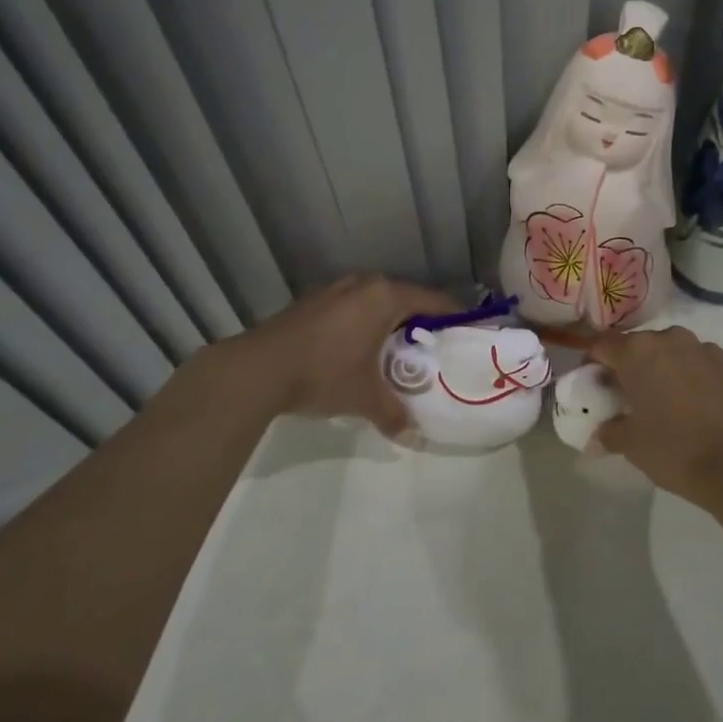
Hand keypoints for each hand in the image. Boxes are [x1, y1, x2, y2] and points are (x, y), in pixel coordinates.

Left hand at [229, 274, 459, 433]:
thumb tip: (414, 437)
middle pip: (404, 299)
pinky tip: (357, 351)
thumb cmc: (324, 373)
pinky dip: (361, 324)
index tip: (465, 333)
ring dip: (387, 323)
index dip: (453, 317)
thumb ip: (394, 413)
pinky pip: (351, 308)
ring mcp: (334, 290)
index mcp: (385, 296)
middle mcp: (363, 284)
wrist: (257, 369)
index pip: (433, 300)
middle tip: (430, 351)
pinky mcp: (312, 302)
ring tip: (394, 352)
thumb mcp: (365, 397)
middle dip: (418, 323)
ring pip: (374, 303)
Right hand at [588, 326, 722, 502]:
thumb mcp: (631, 444)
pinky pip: (694, 361)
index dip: (591, 363)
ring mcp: (700, 348)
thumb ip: (609, 432)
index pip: (602, 345)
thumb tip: (598, 435)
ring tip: (658, 399)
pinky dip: (685, 374)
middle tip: (623, 395)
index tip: (591, 385)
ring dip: (658, 368)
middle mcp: (667, 339)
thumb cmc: (674, 448)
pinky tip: (688, 402)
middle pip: (636, 345)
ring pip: (667, 351)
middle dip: (626, 366)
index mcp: (636, 351)